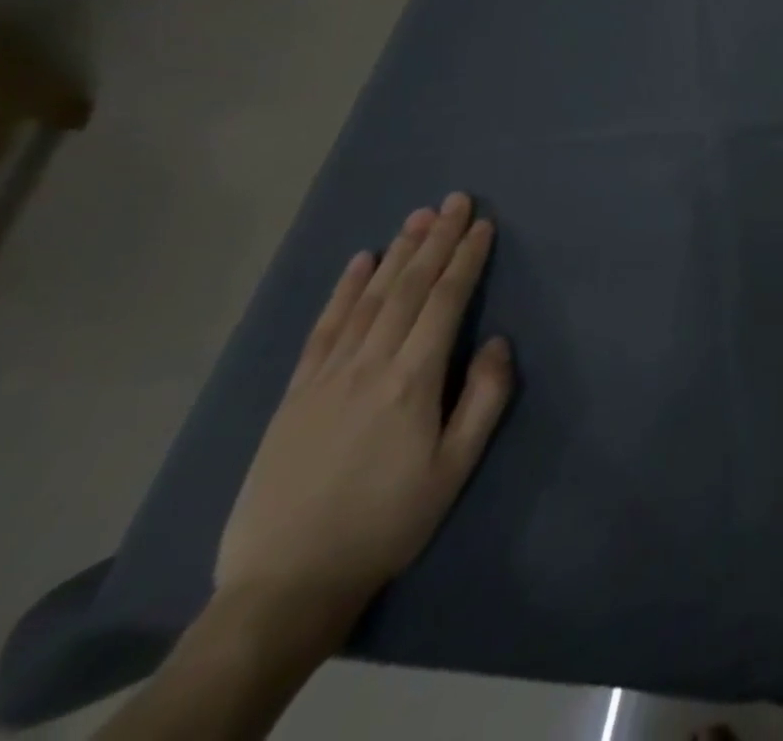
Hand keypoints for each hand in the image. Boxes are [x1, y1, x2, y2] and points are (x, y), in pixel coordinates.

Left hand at [216, 193, 513, 628]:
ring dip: (396, 254)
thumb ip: (483, 399)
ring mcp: (326, 377)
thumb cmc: (388, 522)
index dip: (465, 258)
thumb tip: (496, 341)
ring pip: (368, 299)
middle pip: (408, 288)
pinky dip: (343, 290)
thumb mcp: (455, 468)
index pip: (445, 301)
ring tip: (416, 218)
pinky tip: (359, 263)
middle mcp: (369, 365)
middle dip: (435, 240)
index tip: (482, 223)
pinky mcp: (295, 394)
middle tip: (454, 200)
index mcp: (412, 381)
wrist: (287, 583)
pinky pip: (324, 329)